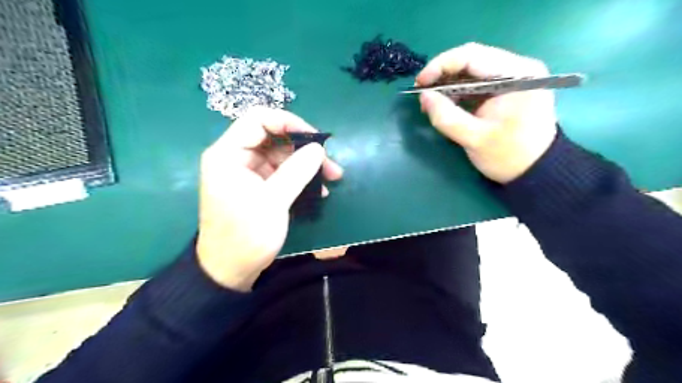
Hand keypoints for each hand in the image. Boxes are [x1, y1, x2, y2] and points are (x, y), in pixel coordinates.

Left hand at [195, 106, 343, 291]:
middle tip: (331, 164)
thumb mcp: (274, 201)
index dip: (289, 122)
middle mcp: (236, 158)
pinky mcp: (258, 187)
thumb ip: (296, 171)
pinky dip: (300, 178)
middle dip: (305, 149)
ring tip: (332, 178)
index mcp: (228, 154)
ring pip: (282, 156)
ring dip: (307, 165)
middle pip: (274, 138)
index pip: (258, 119)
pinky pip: (282, 173)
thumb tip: (317, 149)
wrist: (230, 271)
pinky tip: (319, 191)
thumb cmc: (246, 236)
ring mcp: (248, 173)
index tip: (315, 138)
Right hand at [416, 44, 559, 182]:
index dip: (440, 66)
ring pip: (473, 70)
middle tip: (423, 94)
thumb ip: (446, 117)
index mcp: (517, 75)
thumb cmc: (509, 156)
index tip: (420, 84)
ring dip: (449, 84)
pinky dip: (459, 91)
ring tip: (432, 102)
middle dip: (443, 75)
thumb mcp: (474, 139)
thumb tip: (424, 96)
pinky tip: (448, 104)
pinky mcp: (508, 89)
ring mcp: (514, 77)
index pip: (472, 55)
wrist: (536, 171)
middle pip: (472, 59)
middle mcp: (518, 68)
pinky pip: (478, 82)